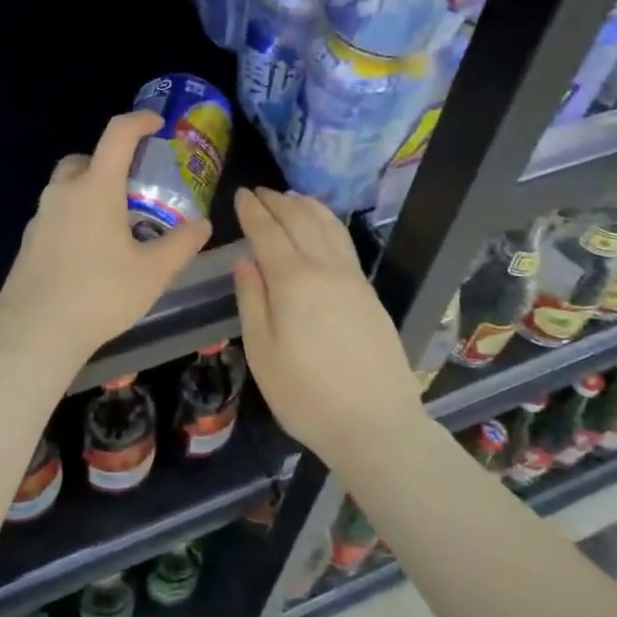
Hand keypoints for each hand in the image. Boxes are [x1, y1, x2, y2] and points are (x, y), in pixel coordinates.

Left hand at [0, 110, 211, 365]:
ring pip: (67, 187)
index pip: (117, 135)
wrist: (36, 332)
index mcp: (96, 188)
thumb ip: (181, 244)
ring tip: (115, 225)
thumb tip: (202, 224)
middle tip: (133, 187)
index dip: (139, 121)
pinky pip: (55, 214)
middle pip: (85, 159)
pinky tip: (90, 253)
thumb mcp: (153, 272)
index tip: (157, 125)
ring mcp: (40, 217)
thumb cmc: (100, 294)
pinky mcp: (28, 241)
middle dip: (109, 162)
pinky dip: (75, 217)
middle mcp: (63, 193)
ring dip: (90, 191)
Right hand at [232, 188, 421, 462]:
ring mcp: (353, 278)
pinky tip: (322, 227)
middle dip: (277, 201)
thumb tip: (245, 259)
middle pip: (300, 220)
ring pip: (328, 226)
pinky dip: (327, 222)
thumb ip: (252, 300)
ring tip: (289, 197)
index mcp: (293, 281)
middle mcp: (326, 268)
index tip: (240, 194)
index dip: (252, 211)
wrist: (376, 424)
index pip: (268, 232)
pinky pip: (344, 242)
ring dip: (306, 206)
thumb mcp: (262, 353)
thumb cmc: (306, 395)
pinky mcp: (369, 292)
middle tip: (259, 192)